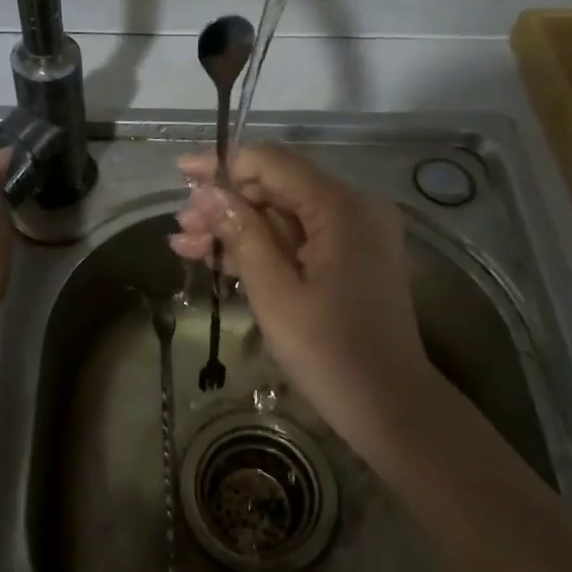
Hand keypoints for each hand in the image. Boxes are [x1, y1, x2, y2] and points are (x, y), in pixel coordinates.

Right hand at [169, 143, 436, 457]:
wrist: (390, 408)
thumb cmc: (329, 352)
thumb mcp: (274, 292)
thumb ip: (241, 234)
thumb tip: (207, 191)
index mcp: (341, 207)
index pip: (274, 163)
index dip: (224, 165)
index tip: (182, 174)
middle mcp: (353, 208)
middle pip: (278, 187)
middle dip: (226, 203)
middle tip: (181, 225)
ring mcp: (354, 234)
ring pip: (284, 215)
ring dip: (237, 228)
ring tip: (186, 245)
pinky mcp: (350, 258)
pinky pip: (299, 239)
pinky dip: (262, 247)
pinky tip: (217, 258)